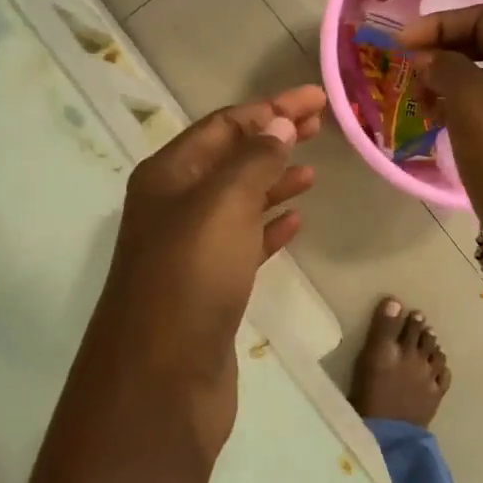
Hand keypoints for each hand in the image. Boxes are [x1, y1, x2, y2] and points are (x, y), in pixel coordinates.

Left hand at [78, 85, 324, 459]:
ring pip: (239, 201)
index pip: (224, 126)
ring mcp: (189, 249)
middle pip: (231, 159)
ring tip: (313, 171)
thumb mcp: (223, 206)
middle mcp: (173, 207)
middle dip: (274, 138)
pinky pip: (244, 243)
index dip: (270, 108)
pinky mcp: (208, 287)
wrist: (161, 383)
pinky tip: (297, 222)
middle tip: (321, 125)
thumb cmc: (190, 279)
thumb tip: (279, 122)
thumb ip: (254, 160)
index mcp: (168, 177)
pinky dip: (270, 227)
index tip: (317, 100)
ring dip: (274, 181)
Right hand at [401, 7, 482, 307]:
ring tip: (420, 100)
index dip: (439, 24)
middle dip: (440, 52)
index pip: (482, 18)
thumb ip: (444, 65)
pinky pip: (481, 107)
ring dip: (444, 81)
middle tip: (409, 70)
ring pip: (479, 78)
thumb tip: (428, 59)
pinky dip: (455, 106)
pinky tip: (435, 120)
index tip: (401, 44)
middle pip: (481, 45)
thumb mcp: (470, 96)